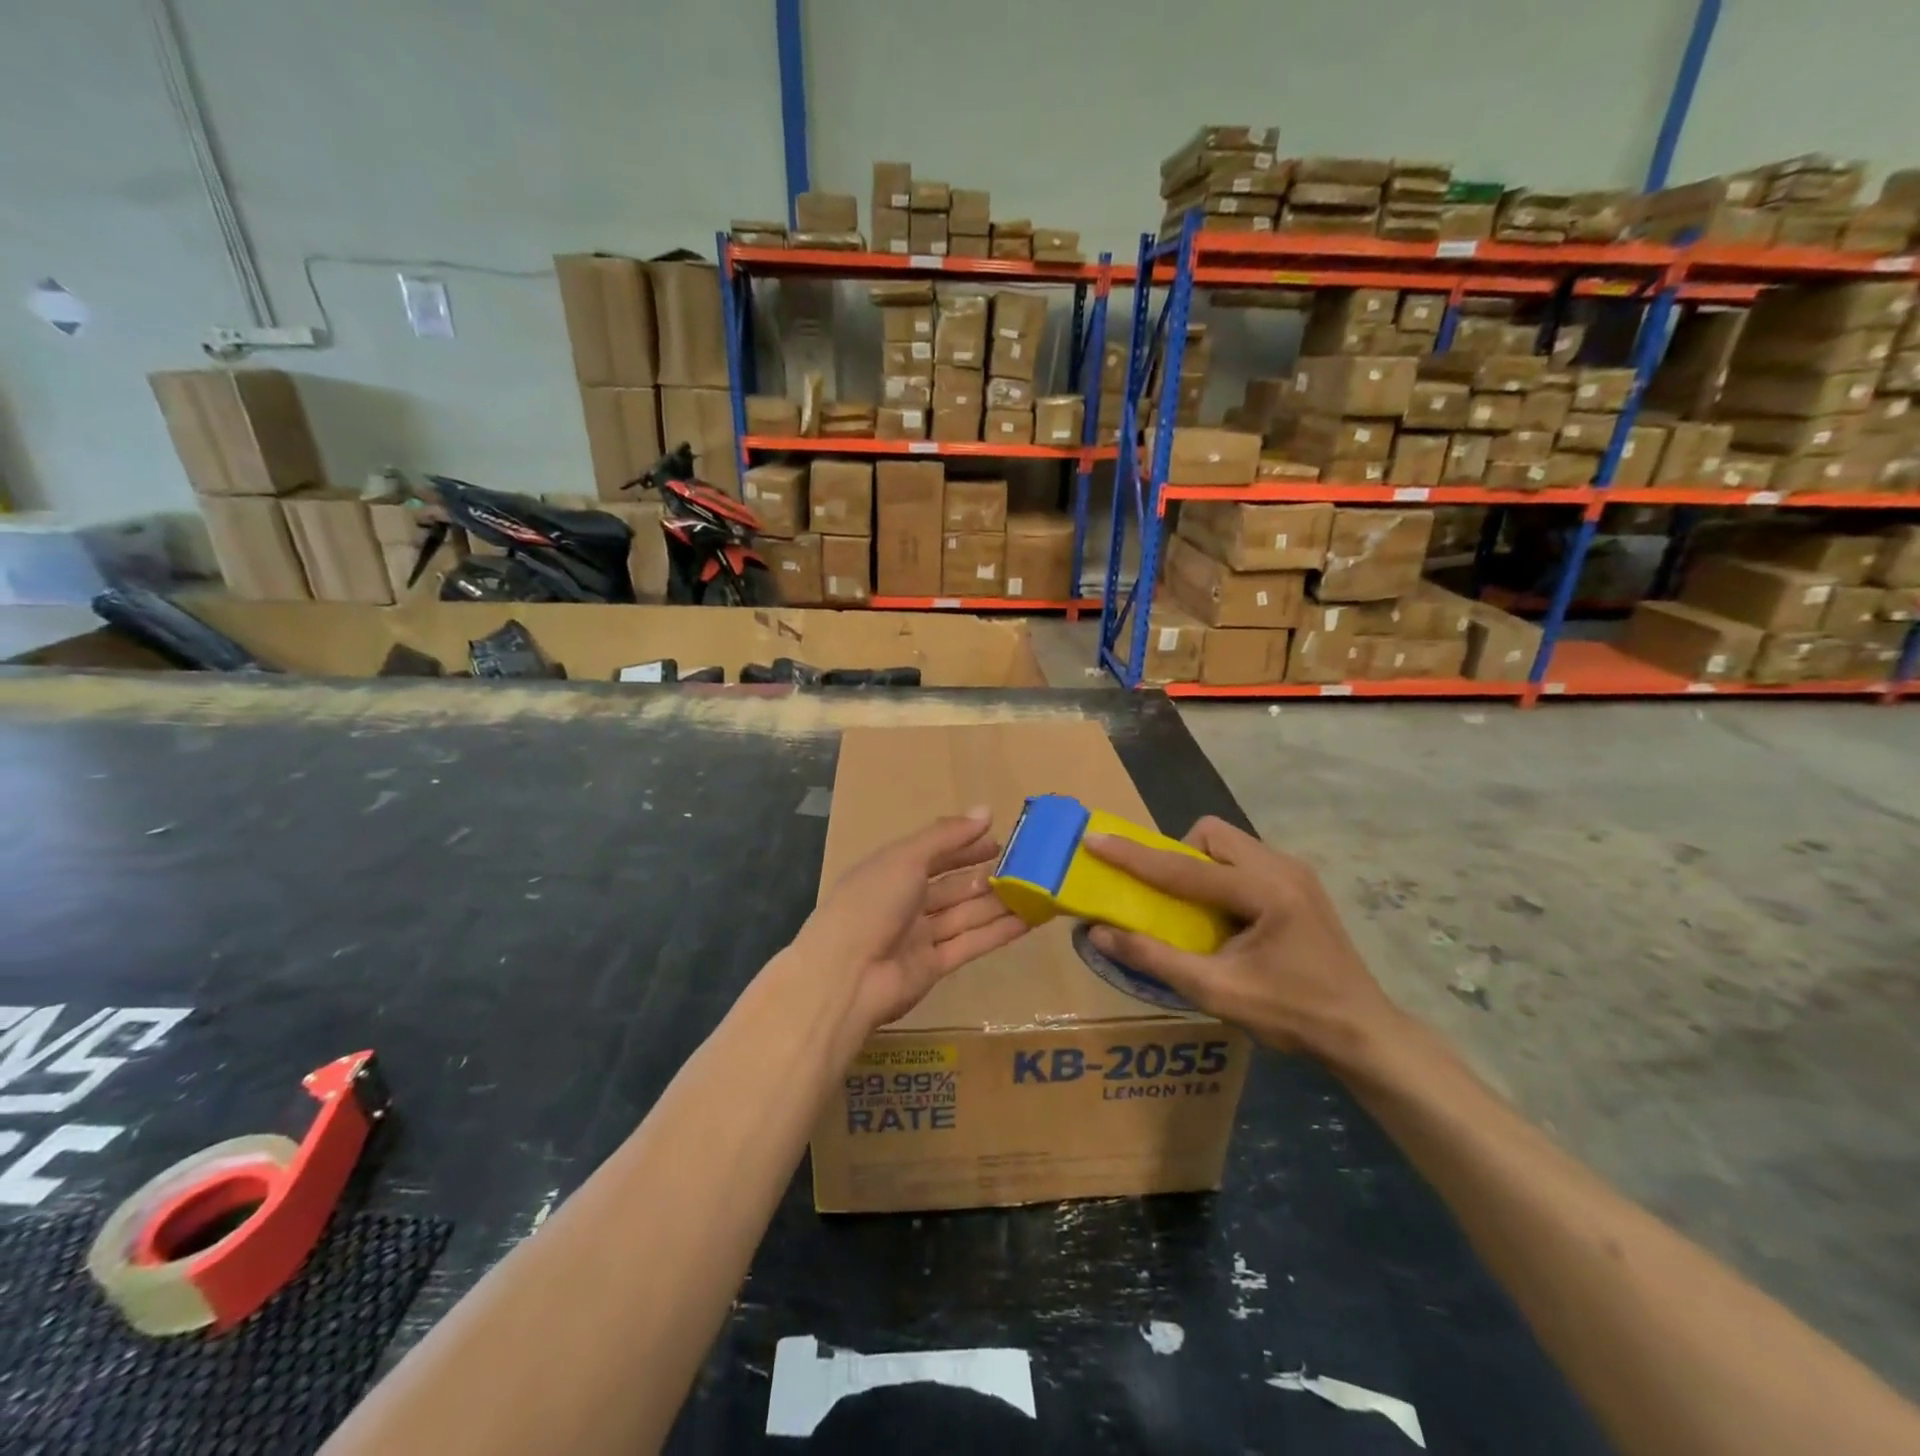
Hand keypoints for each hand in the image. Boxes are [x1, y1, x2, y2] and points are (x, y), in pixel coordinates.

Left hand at [800, 808, 1030, 1032]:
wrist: (846, 975)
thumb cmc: (872, 903)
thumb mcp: (906, 858)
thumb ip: (946, 837)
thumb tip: (985, 811)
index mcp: (892, 870)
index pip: (935, 853)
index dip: (965, 845)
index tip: (998, 839)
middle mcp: (906, 901)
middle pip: (953, 885)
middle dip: (986, 874)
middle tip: (1025, 866)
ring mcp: (920, 935)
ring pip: (966, 913)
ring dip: (999, 903)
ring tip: (1036, 891)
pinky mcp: (934, 966)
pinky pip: (970, 943)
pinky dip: (997, 932)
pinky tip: (1028, 921)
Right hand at [1083, 817, 1399, 1063]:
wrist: (1363, 1032)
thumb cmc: (1292, 1015)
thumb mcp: (1217, 991)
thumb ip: (1154, 958)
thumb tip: (1098, 933)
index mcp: (1264, 891)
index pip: (1183, 867)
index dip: (1133, 855)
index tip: (1094, 840)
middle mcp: (1281, 867)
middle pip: (1210, 835)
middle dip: (1177, 856)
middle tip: (1170, 900)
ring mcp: (1295, 871)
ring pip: (1228, 843)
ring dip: (1199, 866)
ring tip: (1197, 911)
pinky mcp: (1299, 882)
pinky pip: (1244, 859)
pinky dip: (1221, 876)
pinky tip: (1227, 917)